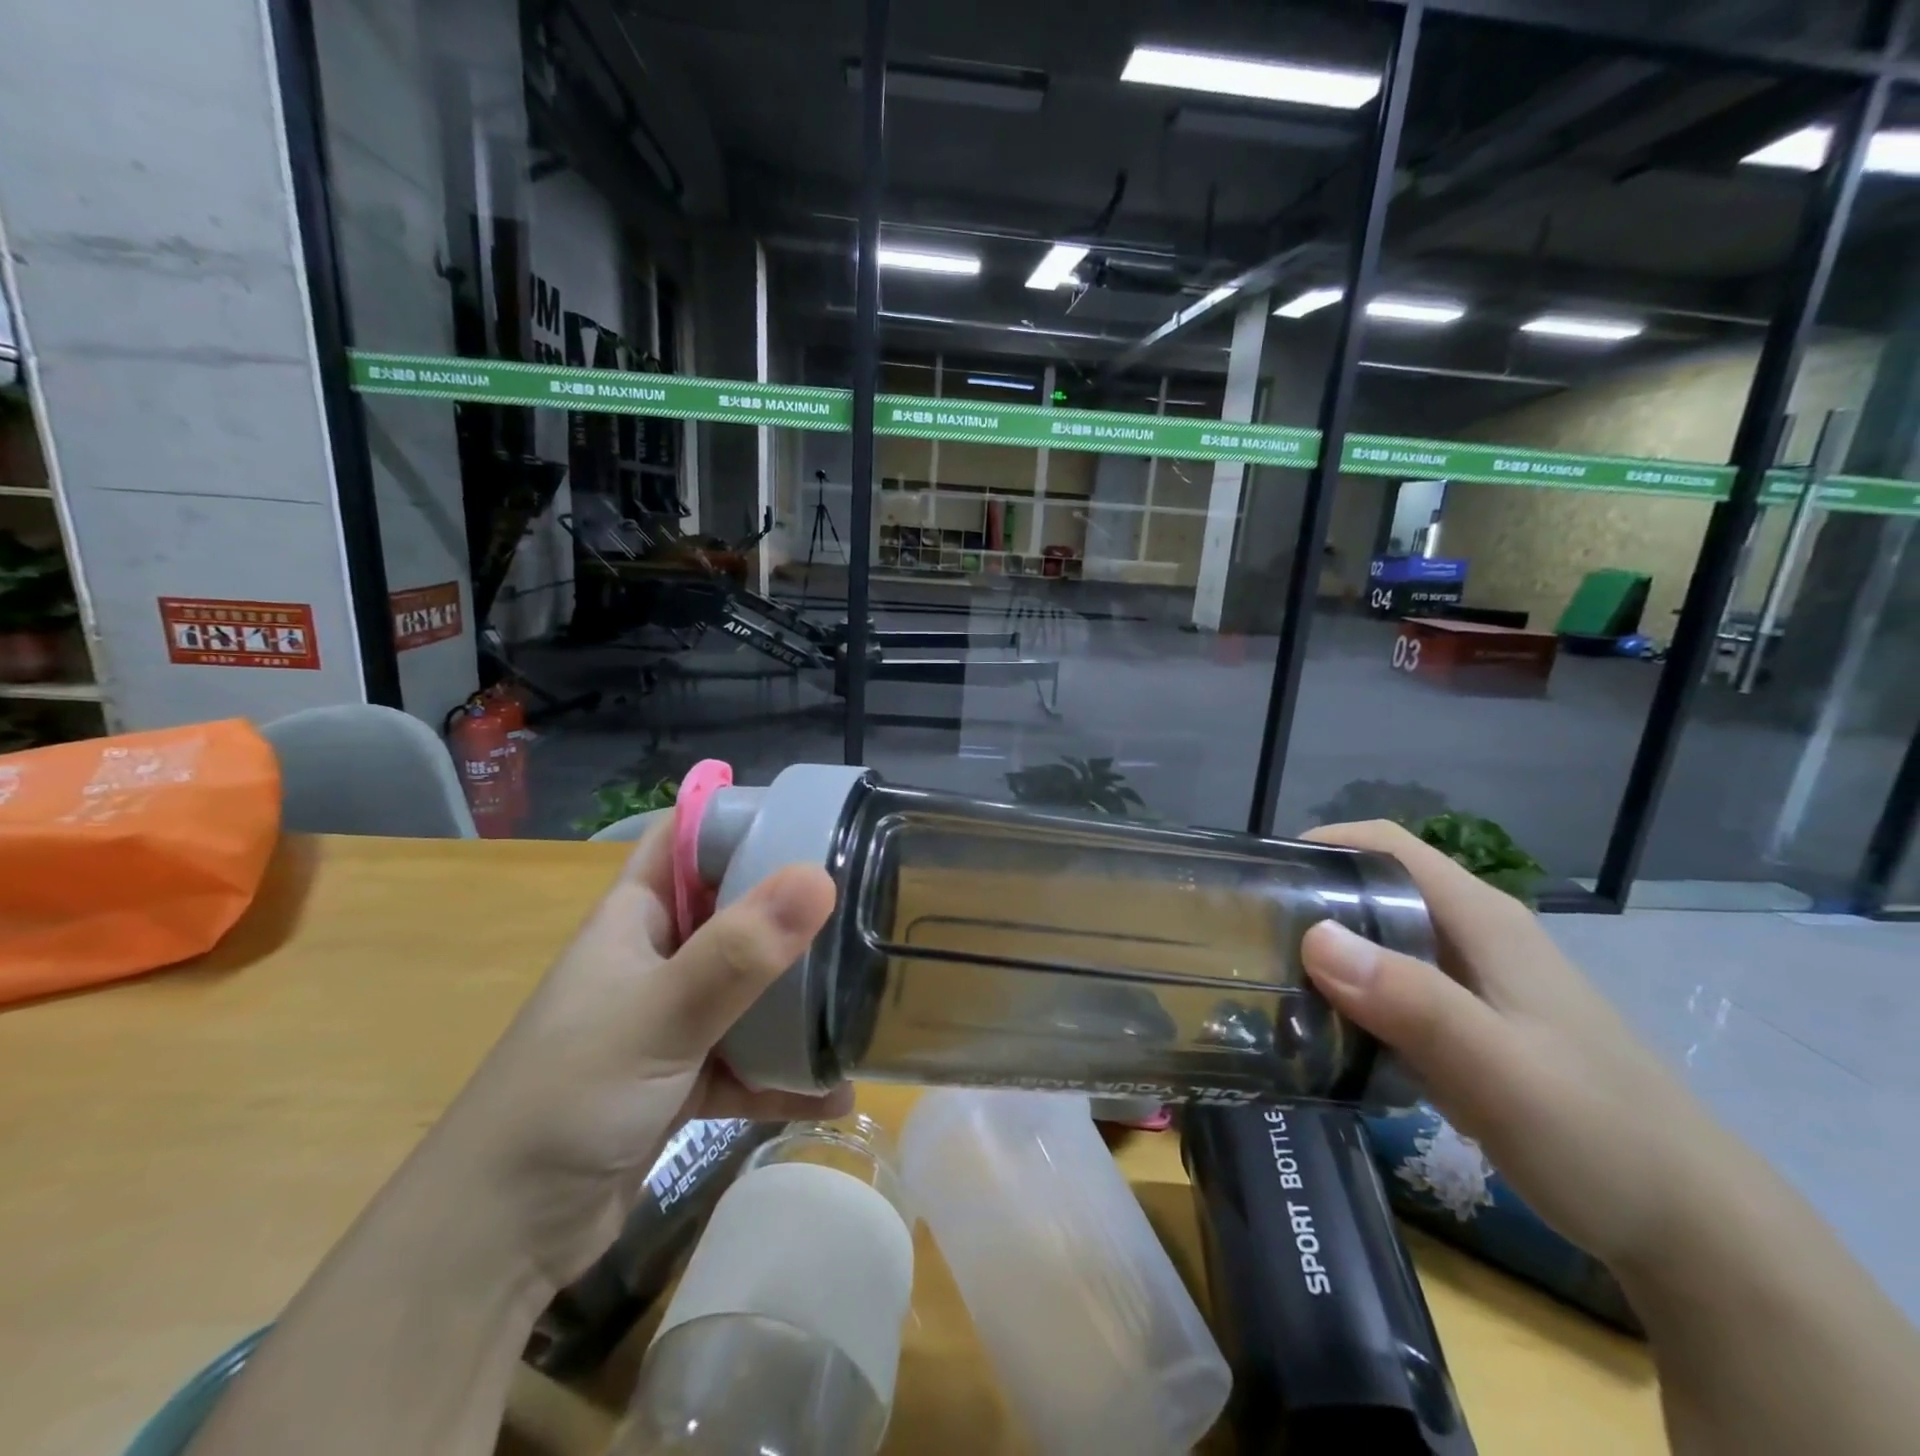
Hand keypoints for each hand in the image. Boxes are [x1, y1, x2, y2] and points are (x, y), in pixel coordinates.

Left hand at [422, 823, 847, 1289]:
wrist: (496, 1242)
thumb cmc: (567, 1099)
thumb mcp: (660, 1016)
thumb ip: (739, 952)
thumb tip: (820, 878)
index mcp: (636, 918)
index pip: (688, 839)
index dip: (743, 817)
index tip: (818, 816)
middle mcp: (654, 958)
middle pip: (732, 909)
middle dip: (791, 904)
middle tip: (865, 896)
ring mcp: (669, 1021)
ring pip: (746, 987)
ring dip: (796, 993)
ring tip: (864, 987)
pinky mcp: (681, 1080)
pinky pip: (747, 1062)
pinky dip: (784, 1074)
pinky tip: (836, 1089)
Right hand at [1298, 820, 1731, 1275]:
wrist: (1690, 1228)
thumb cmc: (1596, 1133)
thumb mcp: (1498, 1068)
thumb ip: (1411, 1001)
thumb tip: (1314, 936)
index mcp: (1481, 920)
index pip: (1387, 845)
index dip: (1322, 843)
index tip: (1261, 876)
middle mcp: (1474, 936)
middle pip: (1376, 889)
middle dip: (1311, 901)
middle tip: (1249, 938)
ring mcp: (1473, 983)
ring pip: (1380, 941)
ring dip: (1325, 953)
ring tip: (1266, 982)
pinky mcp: (1469, 1025)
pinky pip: (1392, 989)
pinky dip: (1350, 996)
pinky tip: (1320, 1029)